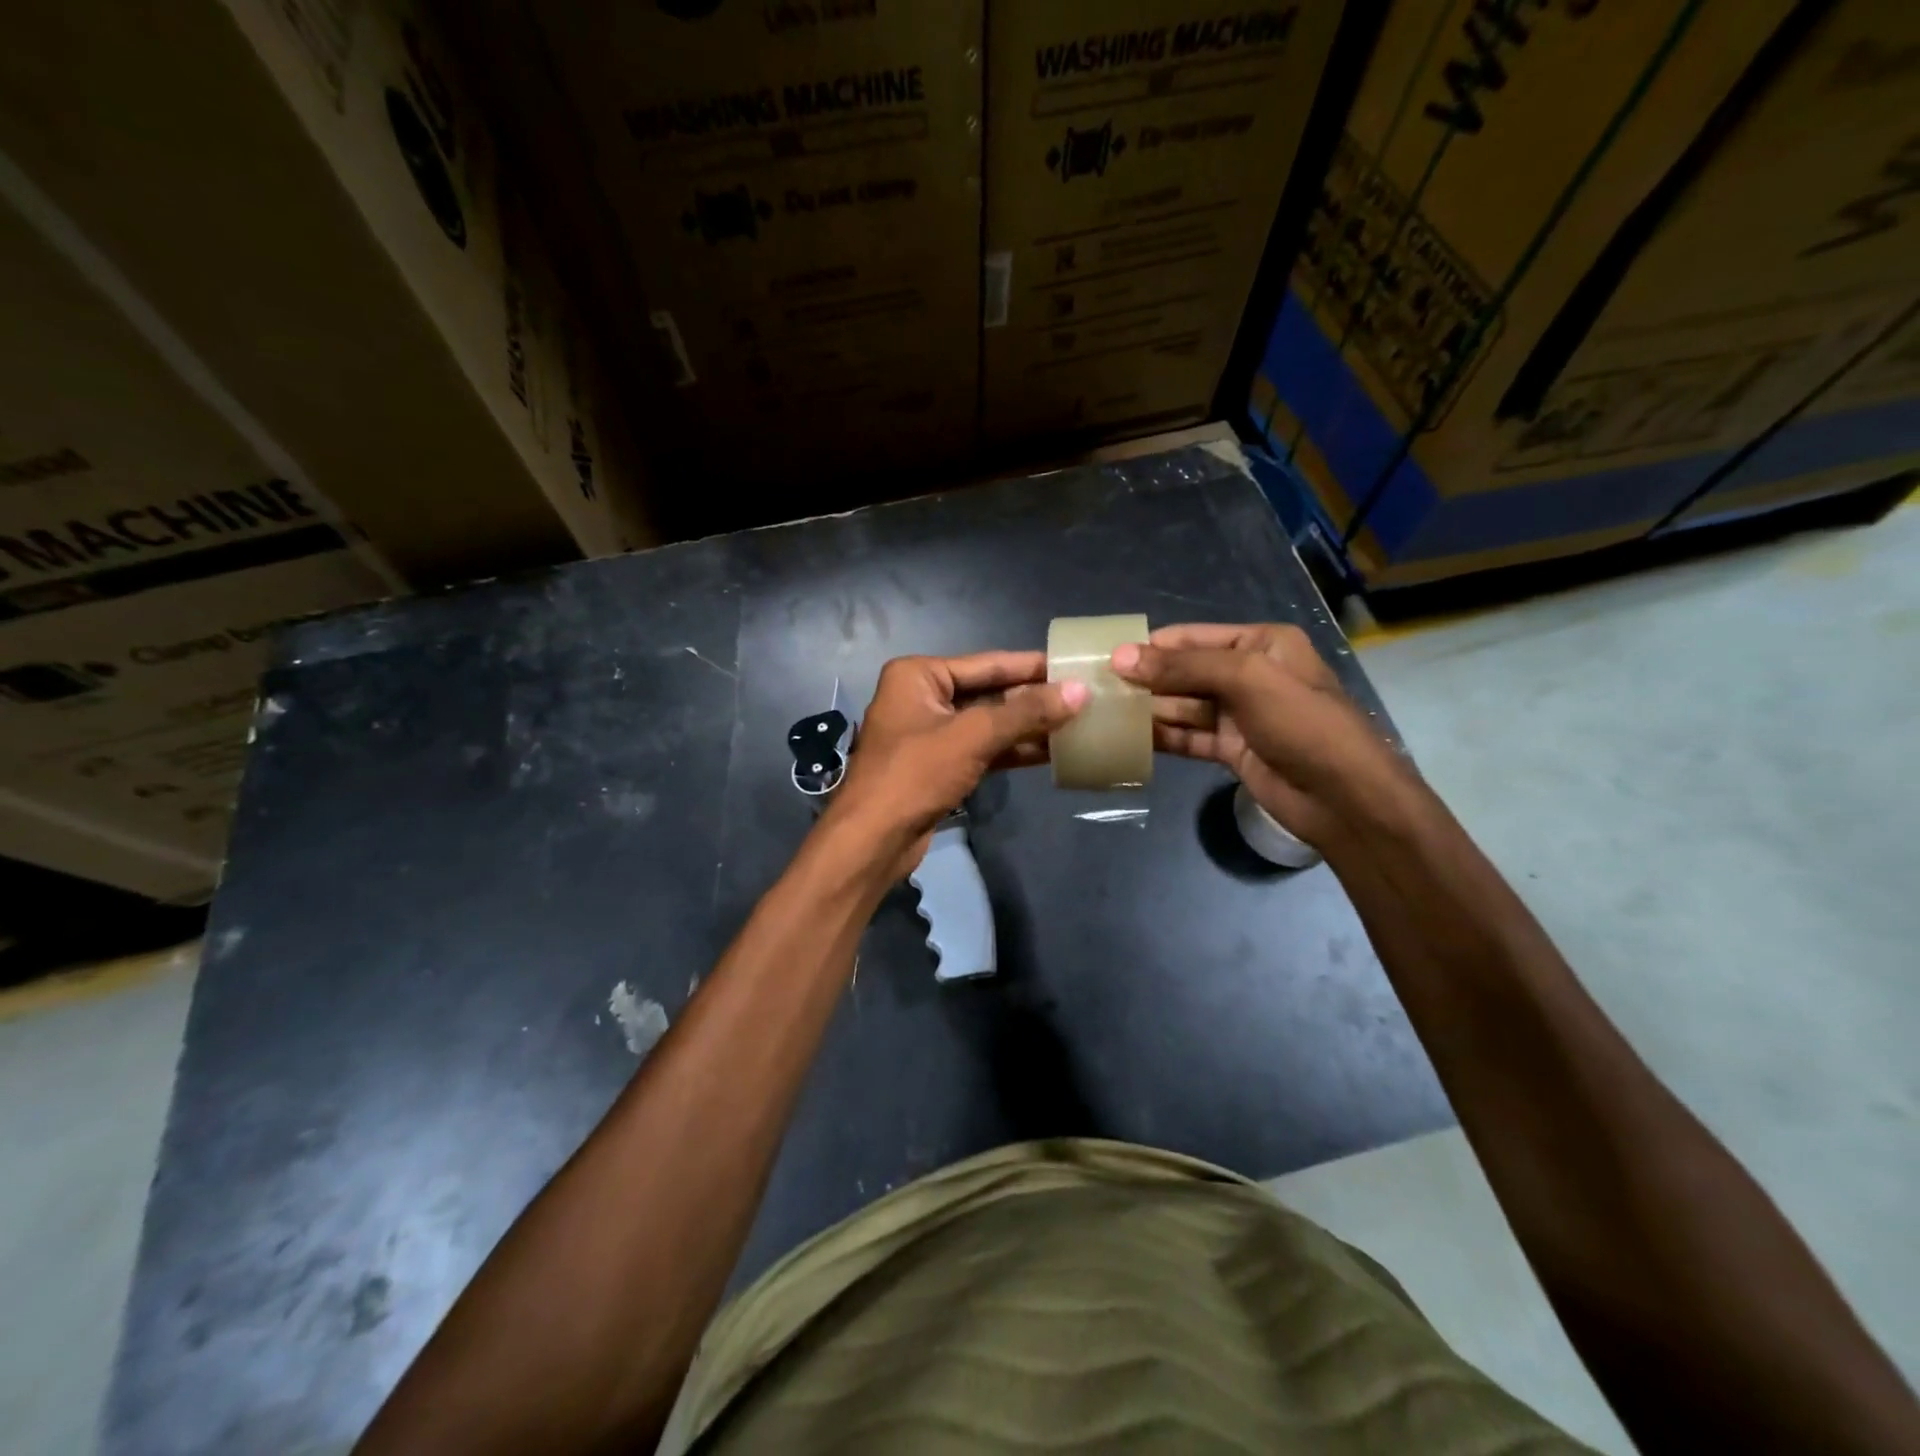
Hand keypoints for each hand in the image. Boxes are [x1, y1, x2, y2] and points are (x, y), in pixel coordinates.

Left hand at [824, 652, 1087, 873]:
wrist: (873, 840)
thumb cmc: (915, 774)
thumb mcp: (973, 736)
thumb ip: (1026, 712)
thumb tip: (1080, 691)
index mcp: (919, 675)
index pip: (987, 663)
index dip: (1032, 666)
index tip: (1073, 664)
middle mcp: (922, 697)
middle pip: (988, 692)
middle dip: (1032, 699)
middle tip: (1082, 696)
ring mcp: (929, 733)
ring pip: (987, 724)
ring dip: (1027, 727)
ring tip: (1076, 724)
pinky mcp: (938, 766)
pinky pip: (982, 749)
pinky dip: (1012, 751)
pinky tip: (1050, 752)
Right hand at [1111, 623, 1409, 847]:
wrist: (1343, 797)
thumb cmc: (1302, 723)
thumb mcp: (1246, 679)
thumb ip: (1182, 666)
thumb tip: (1120, 657)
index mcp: (1260, 644)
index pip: (1192, 638)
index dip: (1150, 646)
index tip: (1105, 656)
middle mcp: (1247, 674)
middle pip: (1184, 671)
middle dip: (1145, 679)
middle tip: (1096, 688)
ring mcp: (1239, 714)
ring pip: (1182, 705)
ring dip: (1148, 709)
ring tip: (1104, 713)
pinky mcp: (1231, 748)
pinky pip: (1188, 736)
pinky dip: (1162, 737)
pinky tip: (1128, 739)